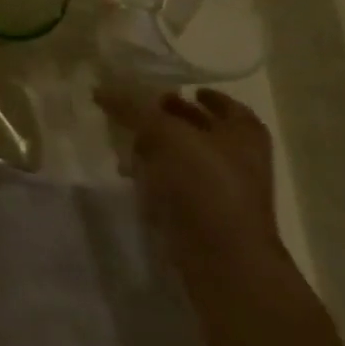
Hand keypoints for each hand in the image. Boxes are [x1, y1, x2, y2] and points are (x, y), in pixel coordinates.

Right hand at [94, 87, 278, 272]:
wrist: (223, 256)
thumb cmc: (205, 185)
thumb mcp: (165, 133)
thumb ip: (133, 107)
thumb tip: (101, 88)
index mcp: (243, 134)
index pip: (224, 104)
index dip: (202, 95)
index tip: (172, 88)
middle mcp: (238, 158)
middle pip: (201, 129)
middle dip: (171, 119)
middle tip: (136, 108)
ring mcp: (221, 189)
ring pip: (185, 157)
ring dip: (156, 147)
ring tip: (123, 138)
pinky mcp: (201, 213)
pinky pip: (174, 184)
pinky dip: (153, 175)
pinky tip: (128, 172)